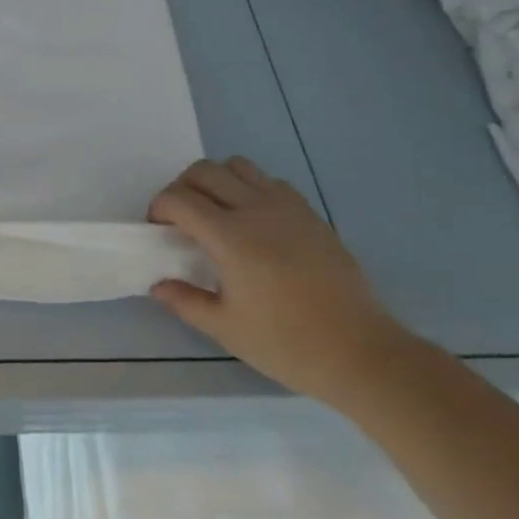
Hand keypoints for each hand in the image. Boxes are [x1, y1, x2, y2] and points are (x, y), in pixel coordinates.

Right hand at [148, 157, 415, 405]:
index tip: (158, 229)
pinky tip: (254, 221)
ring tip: (216, 212)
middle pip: (204, 171)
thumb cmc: (288, 344)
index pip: (179, 199)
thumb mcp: (228, 329)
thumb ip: (186, 301)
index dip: (159, 208)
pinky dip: (250, 188)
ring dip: (216, 180)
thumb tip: (157, 285)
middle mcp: (255, 209)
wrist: (361, 351)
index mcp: (230, 237)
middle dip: (182, 187)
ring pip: (238, 166)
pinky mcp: (309, 213)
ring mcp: (286, 206)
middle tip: (180, 219)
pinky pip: (269, 181)